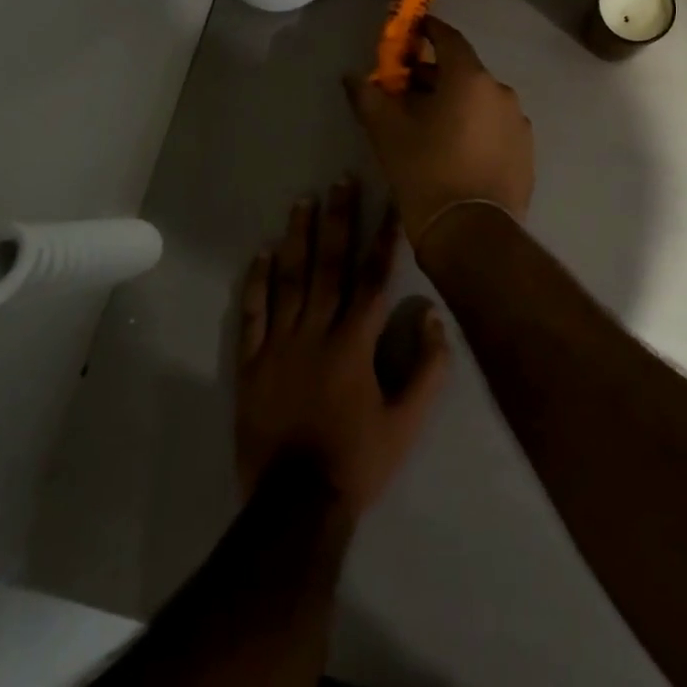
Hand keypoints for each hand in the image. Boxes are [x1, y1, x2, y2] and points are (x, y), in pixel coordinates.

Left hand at [236, 179, 450, 518]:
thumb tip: (435, 319)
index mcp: (355, 344)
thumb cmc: (357, 460)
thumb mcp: (407, 423)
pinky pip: (252, 313)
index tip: (390, 203)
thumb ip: (427, 370)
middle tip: (341, 181)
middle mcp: (316, 332)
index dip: (384, 239)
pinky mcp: (250, 363)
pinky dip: (257, 282)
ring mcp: (278, 345)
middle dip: (338, 220)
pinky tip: (262, 253)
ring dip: (298, 237)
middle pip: (329, 266)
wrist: (294, 505)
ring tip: (303, 201)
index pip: (373, 279)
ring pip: (289, 280)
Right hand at [347, 17, 534, 250]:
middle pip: (464, 72)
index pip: (449, 39)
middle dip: (435, 76)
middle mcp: (501, 92)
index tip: (413, 31)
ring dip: (457, 103)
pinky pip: (495, 127)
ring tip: (429, 125)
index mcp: (470, 79)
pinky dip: (476, 127)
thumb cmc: (425, 172)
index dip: (429, 31)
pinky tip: (456, 150)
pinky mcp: (526, 152)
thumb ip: (368, 96)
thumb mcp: (387, 133)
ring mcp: (518, 123)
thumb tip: (351, 76)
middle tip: (407, 91)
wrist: (471, 233)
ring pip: (481, 101)